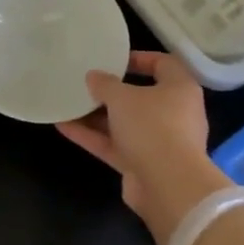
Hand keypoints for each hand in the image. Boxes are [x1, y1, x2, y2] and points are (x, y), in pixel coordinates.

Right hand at [57, 51, 229, 244]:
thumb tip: (93, 76)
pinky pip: (115, 145)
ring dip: (96, 116)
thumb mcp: (122, 97)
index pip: (163, 64)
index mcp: (180, 89)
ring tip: (68, 103)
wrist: (168, 186)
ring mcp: (159, 141)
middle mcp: (174, 113)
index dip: (139, 58)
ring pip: (124, 123)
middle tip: (86, 83)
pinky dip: (92, 136)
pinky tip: (63, 126)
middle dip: (111, 92)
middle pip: (141, 97)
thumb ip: (105, 84)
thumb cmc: (152, 126)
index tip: (113, 59)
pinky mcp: (143, 164)